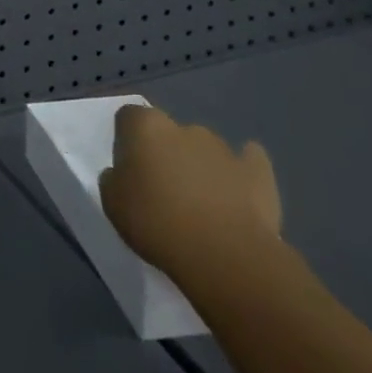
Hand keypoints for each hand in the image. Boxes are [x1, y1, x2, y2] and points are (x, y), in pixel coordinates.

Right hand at [99, 104, 281, 289]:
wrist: (225, 256)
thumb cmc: (156, 222)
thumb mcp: (112, 202)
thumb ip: (114, 178)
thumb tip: (123, 174)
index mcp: (146, 127)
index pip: (129, 116)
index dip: (127, 139)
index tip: (128, 166)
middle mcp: (184, 128)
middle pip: (170, 132)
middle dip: (166, 152)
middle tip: (162, 188)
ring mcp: (224, 149)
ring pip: (205, 149)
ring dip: (199, 165)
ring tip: (200, 202)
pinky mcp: (259, 173)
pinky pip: (248, 162)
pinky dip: (241, 171)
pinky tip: (238, 189)